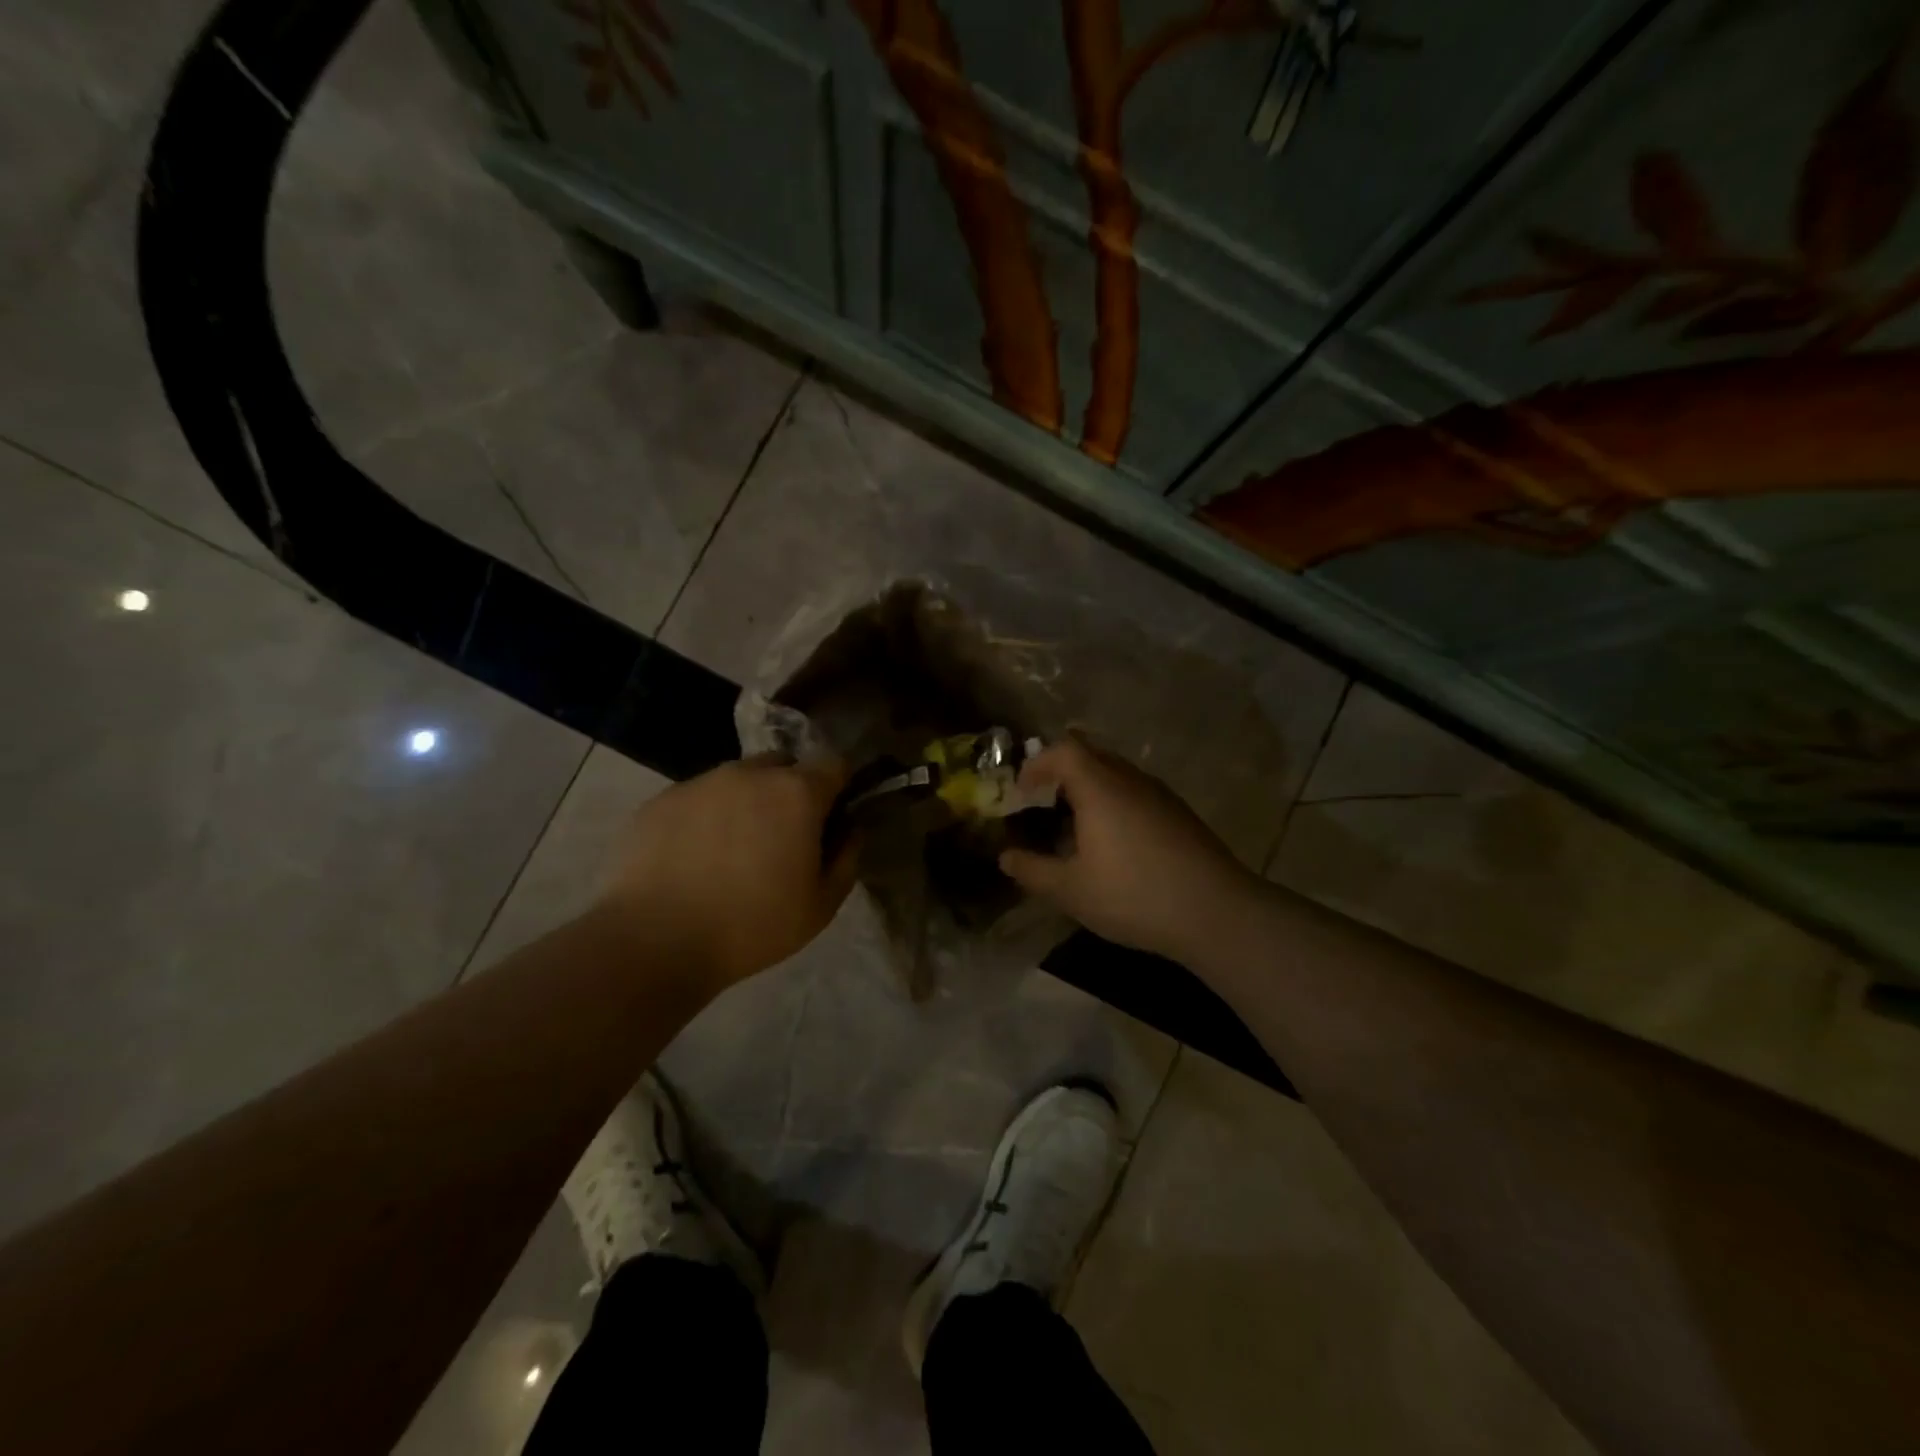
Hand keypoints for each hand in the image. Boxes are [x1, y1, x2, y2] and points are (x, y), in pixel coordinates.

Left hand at [598, 753, 856, 990]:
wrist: (655, 941)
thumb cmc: (752, 926)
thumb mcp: (821, 906)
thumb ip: (846, 858)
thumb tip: (849, 829)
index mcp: (796, 793)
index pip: (834, 765)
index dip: (838, 789)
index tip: (830, 820)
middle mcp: (750, 773)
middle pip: (784, 765)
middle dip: (791, 791)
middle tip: (782, 837)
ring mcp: (701, 782)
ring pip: (738, 779)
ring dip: (747, 801)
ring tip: (732, 850)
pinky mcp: (661, 799)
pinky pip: (698, 797)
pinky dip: (706, 817)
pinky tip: (694, 858)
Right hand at [998, 737, 1260, 964]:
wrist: (1217, 912)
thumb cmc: (1134, 895)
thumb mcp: (1071, 891)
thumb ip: (1033, 871)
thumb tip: (1006, 857)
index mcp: (1100, 787)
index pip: (1063, 749)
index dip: (1037, 763)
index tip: (1021, 791)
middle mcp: (1130, 779)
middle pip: (1090, 755)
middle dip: (1060, 773)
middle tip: (1042, 804)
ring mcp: (1160, 794)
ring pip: (1115, 774)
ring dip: (1088, 789)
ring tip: (1073, 827)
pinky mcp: (1179, 813)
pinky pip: (1135, 792)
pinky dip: (1113, 803)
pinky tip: (1112, 845)